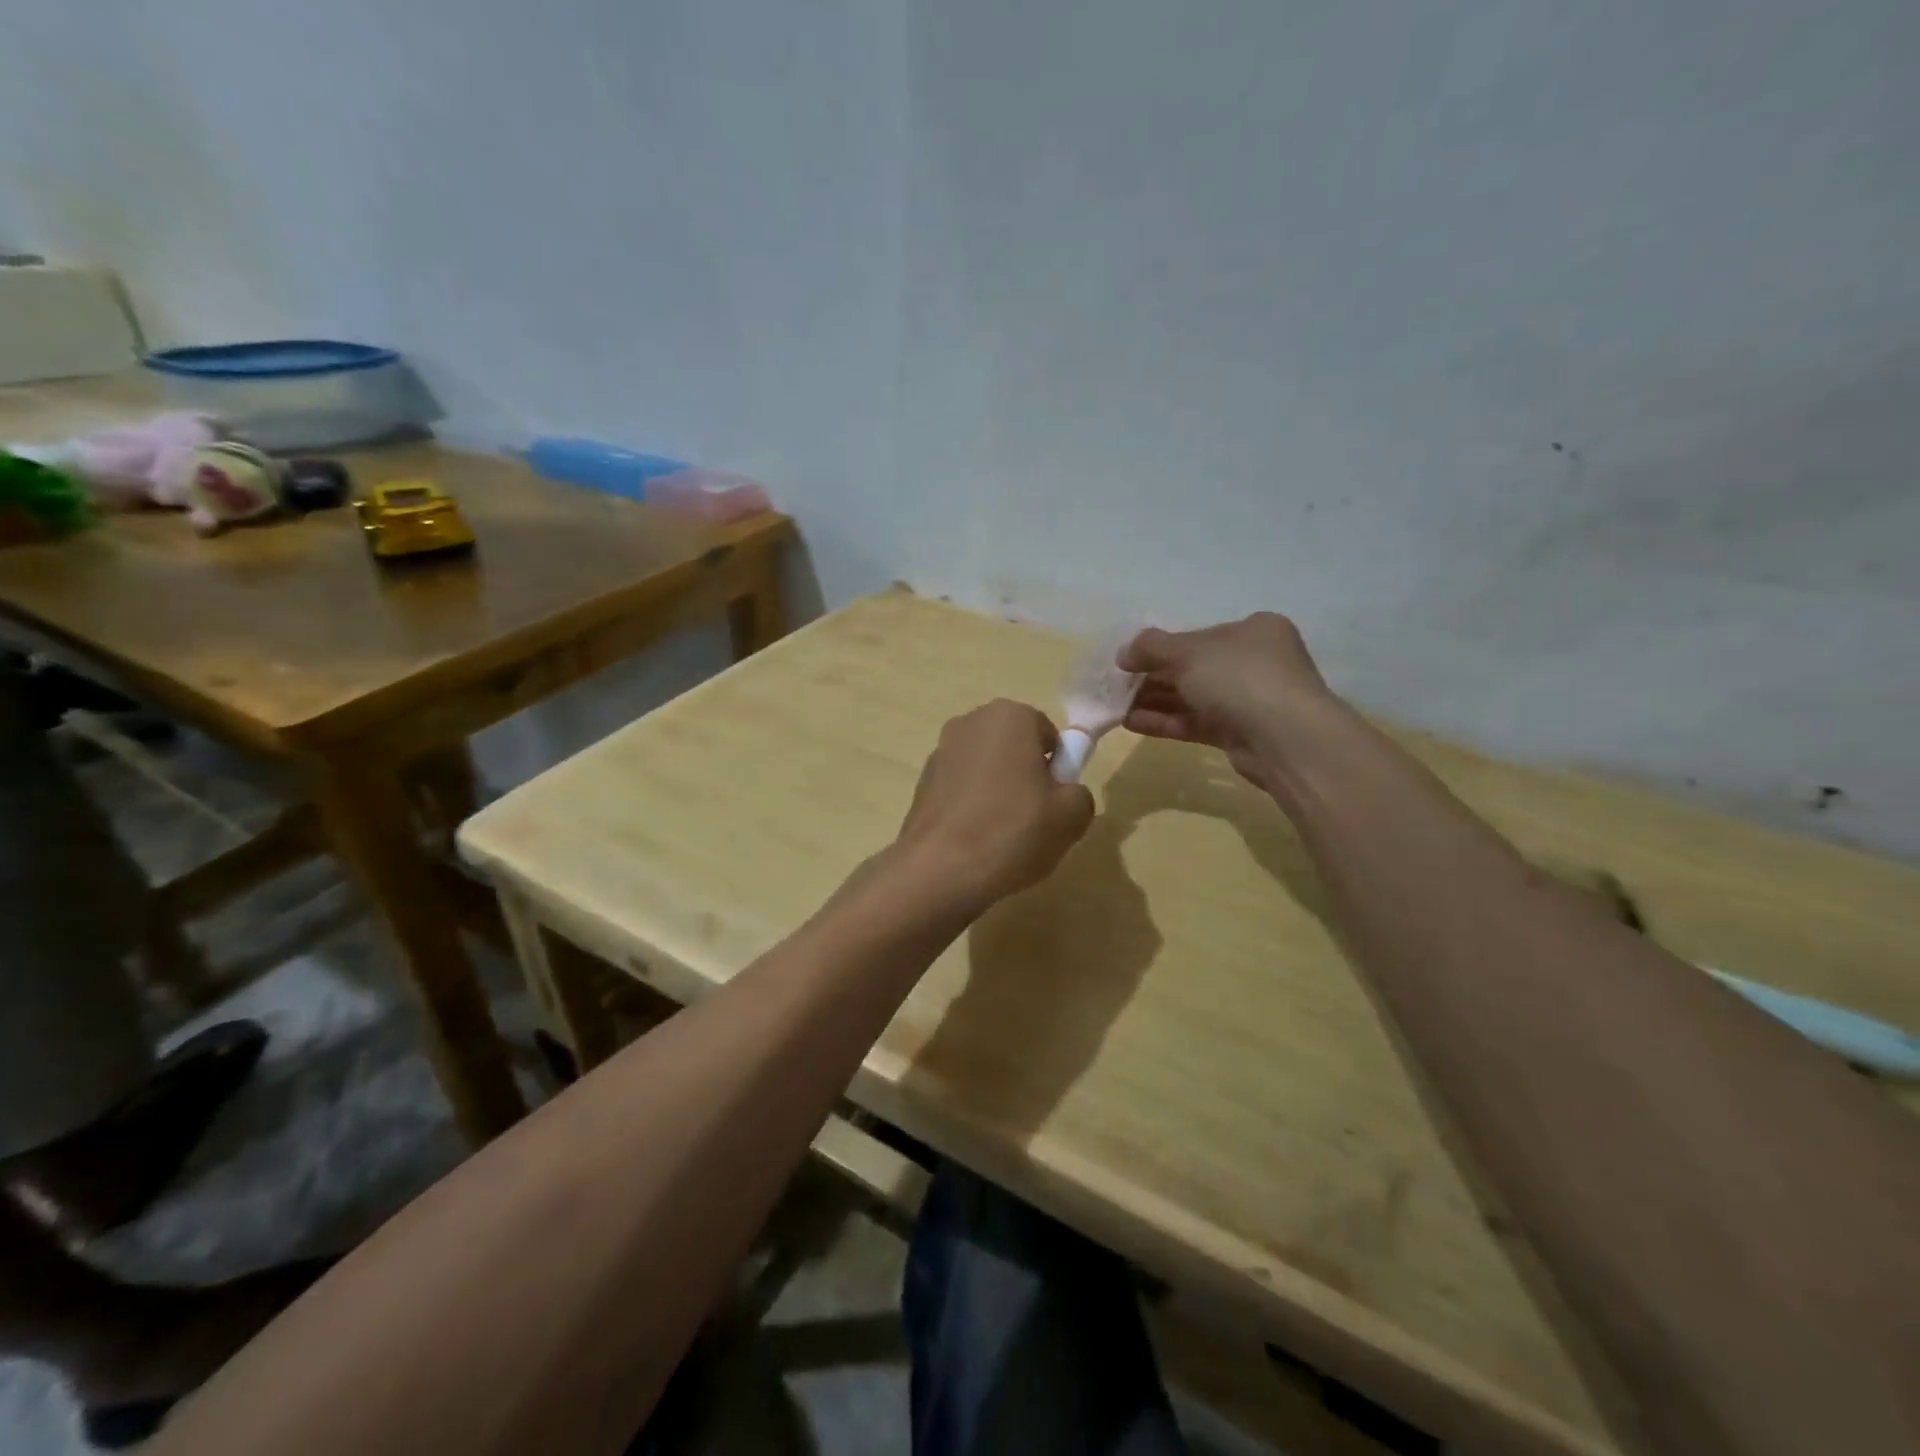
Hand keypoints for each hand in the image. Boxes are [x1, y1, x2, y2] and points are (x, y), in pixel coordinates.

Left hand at [894, 699, 1094, 913]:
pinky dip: (970, 806)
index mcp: (1009, 716)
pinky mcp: (921, 783)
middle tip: (1034, 818)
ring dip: (996, 790)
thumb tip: (1065, 794)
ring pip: (985, 768)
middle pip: (1013, 747)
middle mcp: (970, 722)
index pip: (1048, 734)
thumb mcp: (1071, 816)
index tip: (1055, 801)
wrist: (940, 869)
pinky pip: (960, 789)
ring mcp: (940, 752)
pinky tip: (974, 840)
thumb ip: (1079, 793)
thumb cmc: (1013, 831)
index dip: (1057, 768)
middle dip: (1025, 775)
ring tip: (1002, 835)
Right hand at [1118, 613, 1344, 791]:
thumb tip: (1122, 654)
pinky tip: (1132, 723)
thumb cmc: (1239, 678)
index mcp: (1253, 631)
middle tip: (1115, 687)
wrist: (1285, 738)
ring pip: (1192, 697)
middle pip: (1193, 667)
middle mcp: (1255, 662)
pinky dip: (1166, 721)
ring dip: (1154, 701)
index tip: (1127, 661)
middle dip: (1152, 677)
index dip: (1160, 647)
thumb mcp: (1188, 652)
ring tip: (1116, 707)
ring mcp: (1249, 700)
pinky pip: (1196, 722)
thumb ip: (1151, 648)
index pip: (1197, 636)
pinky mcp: (1240, 734)